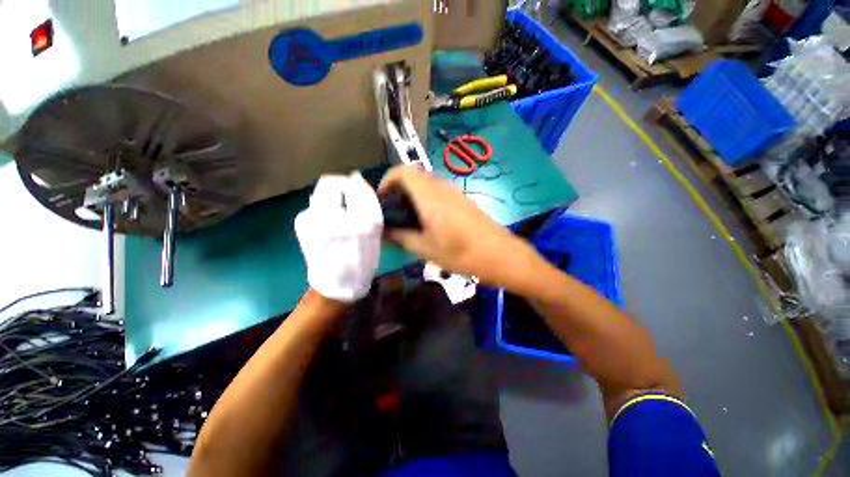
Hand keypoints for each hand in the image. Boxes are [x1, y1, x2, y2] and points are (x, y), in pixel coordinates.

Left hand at [295, 172, 382, 301]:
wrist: (337, 282)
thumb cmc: (362, 257)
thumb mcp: (374, 229)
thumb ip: (368, 201)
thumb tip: (357, 177)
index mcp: (353, 220)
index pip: (351, 185)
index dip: (356, 184)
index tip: (361, 191)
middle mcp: (328, 217)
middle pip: (329, 183)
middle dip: (341, 187)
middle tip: (350, 198)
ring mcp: (308, 219)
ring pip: (321, 193)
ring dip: (333, 198)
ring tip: (342, 214)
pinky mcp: (300, 224)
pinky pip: (315, 205)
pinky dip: (326, 207)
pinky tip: (331, 222)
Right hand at [378, 166, 536, 286]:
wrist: (500, 255)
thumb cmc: (460, 253)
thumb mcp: (425, 249)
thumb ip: (401, 237)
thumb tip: (384, 232)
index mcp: (429, 195)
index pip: (403, 171)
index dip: (387, 180)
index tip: (382, 200)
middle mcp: (442, 188)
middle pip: (414, 177)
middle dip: (398, 191)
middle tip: (393, 214)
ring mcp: (455, 193)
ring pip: (427, 185)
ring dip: (413, 198)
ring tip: (409, 221)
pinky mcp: (463, 201)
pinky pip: (439, 193)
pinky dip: (427, 202)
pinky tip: (429, 224)